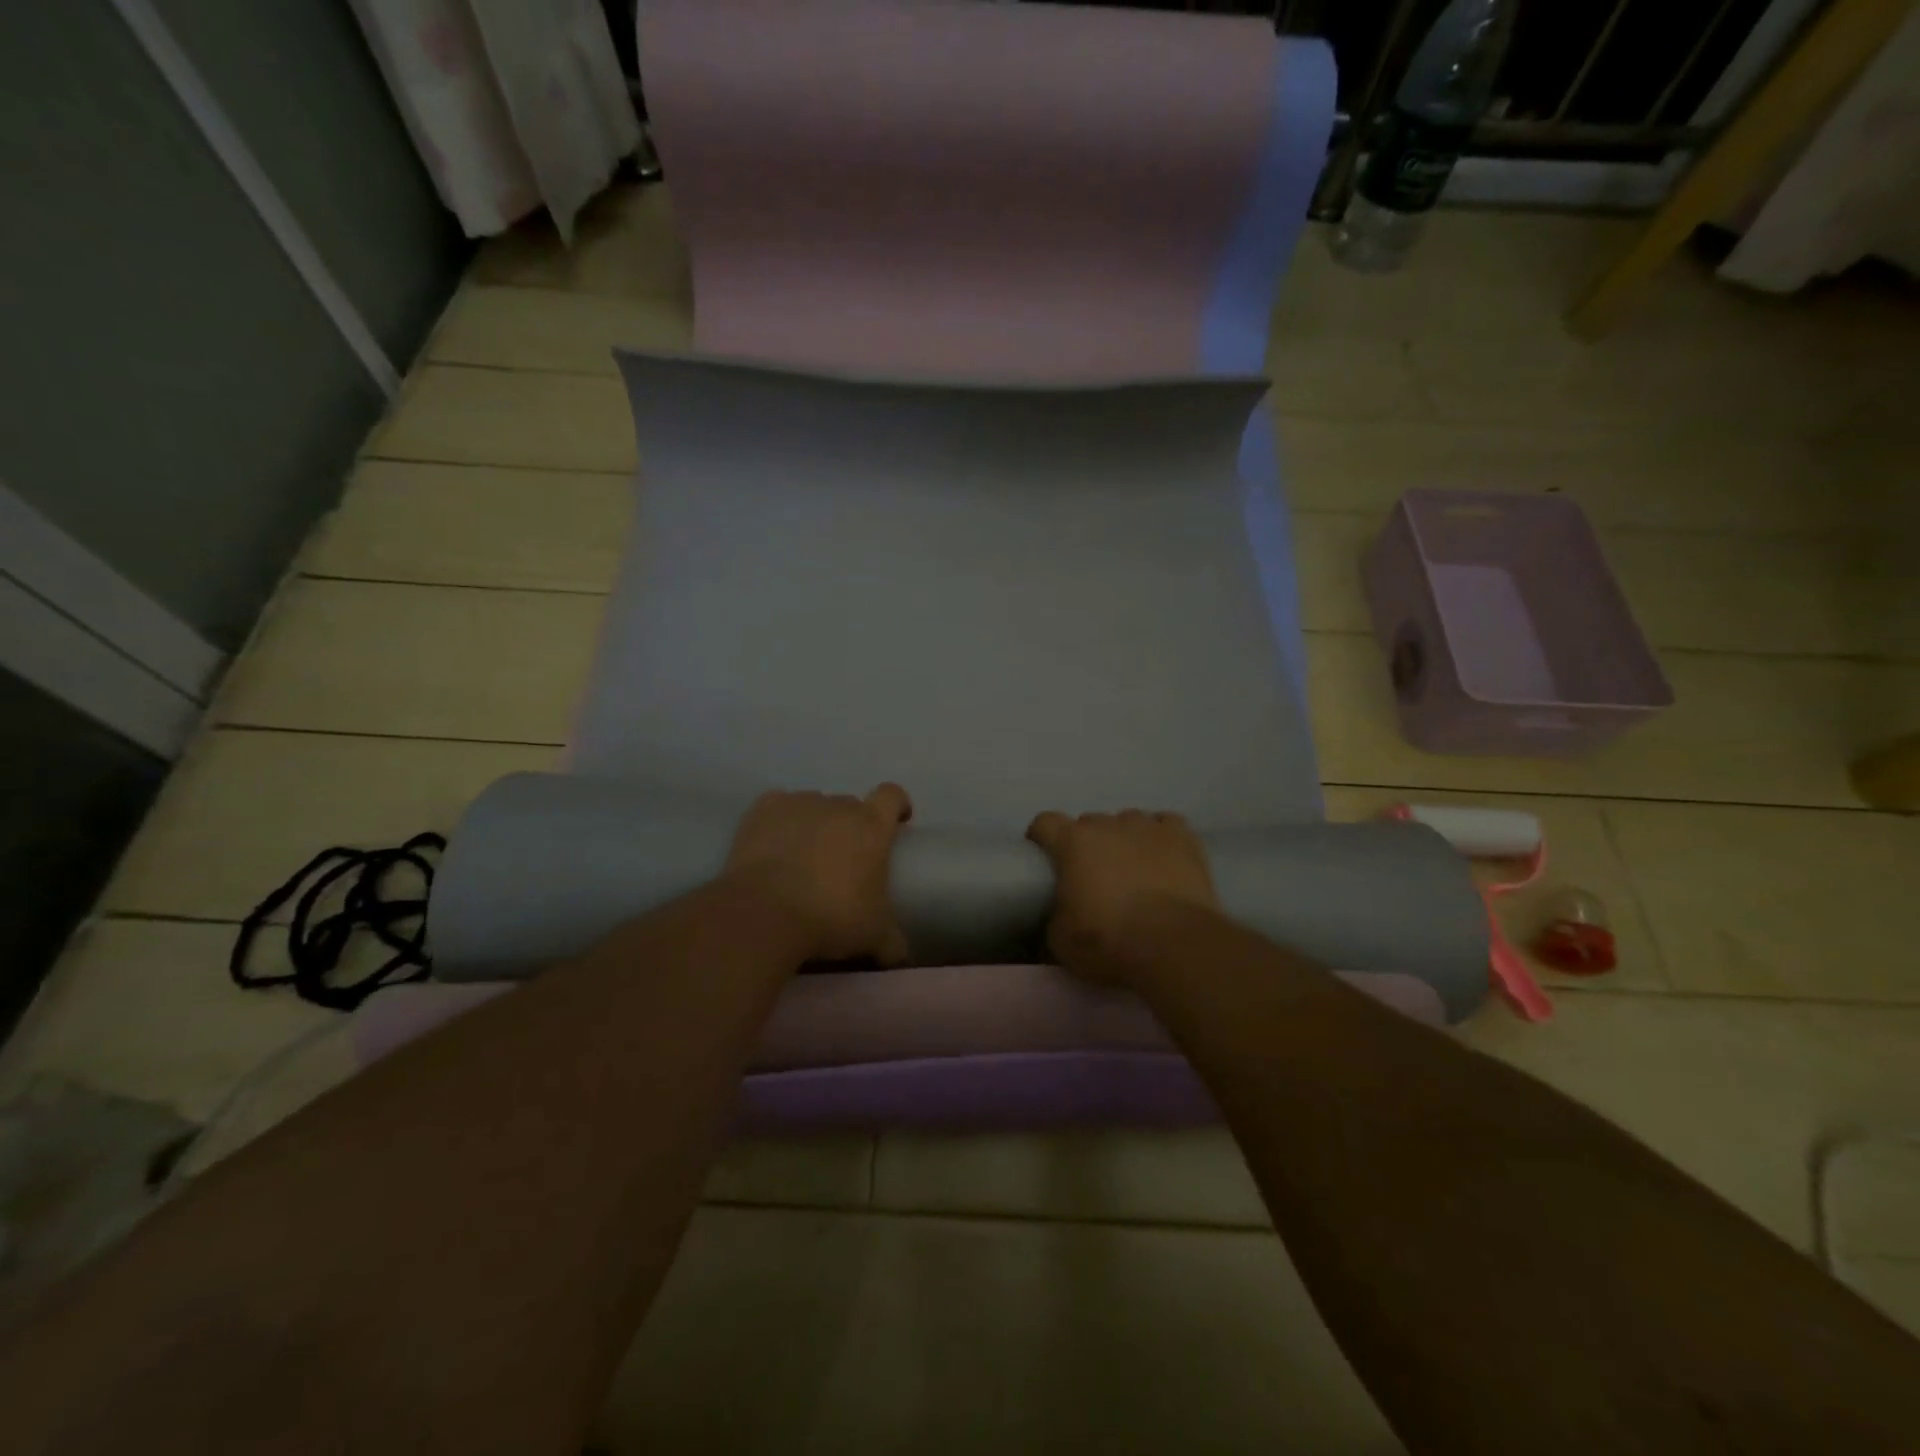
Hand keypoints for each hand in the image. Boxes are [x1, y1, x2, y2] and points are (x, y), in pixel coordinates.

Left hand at [726, 784, 913, 963]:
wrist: (764, 914)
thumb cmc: (830, 918)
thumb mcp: (873, 938)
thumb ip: (893, 944)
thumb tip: (900, 956)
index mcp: (871, 826)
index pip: (892, 796)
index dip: (897, 805)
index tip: (896, 822)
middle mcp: (837, 806)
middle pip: (850, 805)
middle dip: (850, 826)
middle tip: (844, 860)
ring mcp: (798, 804)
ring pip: (813, 806)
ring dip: (814, 825)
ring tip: (803, 857)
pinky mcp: (762, 810)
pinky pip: (777, 807)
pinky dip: (779, 821)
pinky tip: (773, 844)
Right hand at [1025, 809, 1221, 982]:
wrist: (1175, 946)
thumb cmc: (1110, 941)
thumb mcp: (1062, 941)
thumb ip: (1055, 916)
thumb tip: (1061, 914)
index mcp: (1073, 842)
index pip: (1045, 823)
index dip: (1041, 838)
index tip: (1044, 859)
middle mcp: (1109, 825)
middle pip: (1089, 823)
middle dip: (1086, 844)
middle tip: (1092, 876)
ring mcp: (1149, 827)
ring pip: (1128, 821)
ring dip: (1123, 839)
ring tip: (1132, 868)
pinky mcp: (1184, 838)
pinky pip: (1166, 824)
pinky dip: (1160, 837)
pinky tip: (1163, 857)